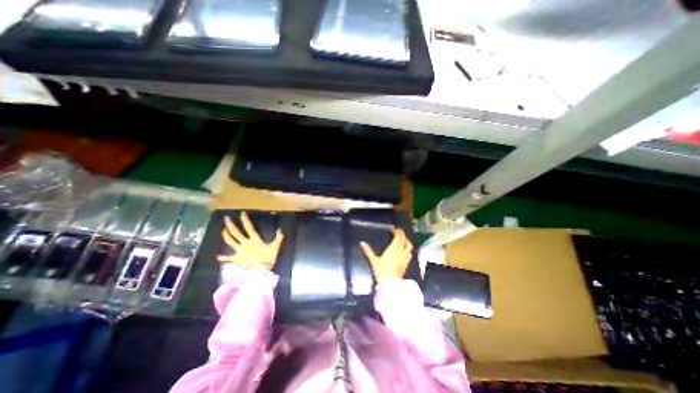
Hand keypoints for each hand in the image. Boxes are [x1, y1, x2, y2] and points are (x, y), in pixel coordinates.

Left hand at [218, 211, 285, 269]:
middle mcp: (245, 243)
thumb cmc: (267, 258)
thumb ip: (278, 238)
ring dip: (226, 236)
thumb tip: (280, 230)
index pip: (249, 227)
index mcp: (254, 239)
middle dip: (230, 225)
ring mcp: (239, 251)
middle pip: (236, 233)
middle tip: (226, 218)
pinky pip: (229, 258)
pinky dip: (223, 258)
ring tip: (223, 230)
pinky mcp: (237, 259)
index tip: (242, 213)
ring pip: (230, 242)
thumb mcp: (275, 247)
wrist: (260, 271)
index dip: (245, 220)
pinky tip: (218, 256)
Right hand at [363, 229, 411, 283]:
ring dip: (406, 240)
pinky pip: (409, 253)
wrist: (390, 283)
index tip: (392, 229)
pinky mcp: (406, 263)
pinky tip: (404, 250)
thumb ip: (368, 251)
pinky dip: (408, 249)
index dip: (396, 231)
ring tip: (402, 239)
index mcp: (393, 248)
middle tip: (397, 231)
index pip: (398, 236)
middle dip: (401, 233)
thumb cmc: (381, 270)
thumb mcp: (373, 260)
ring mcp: (405, 257)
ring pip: (409, 245)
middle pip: (404, 239)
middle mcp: (400, 251)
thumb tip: (362, 243)